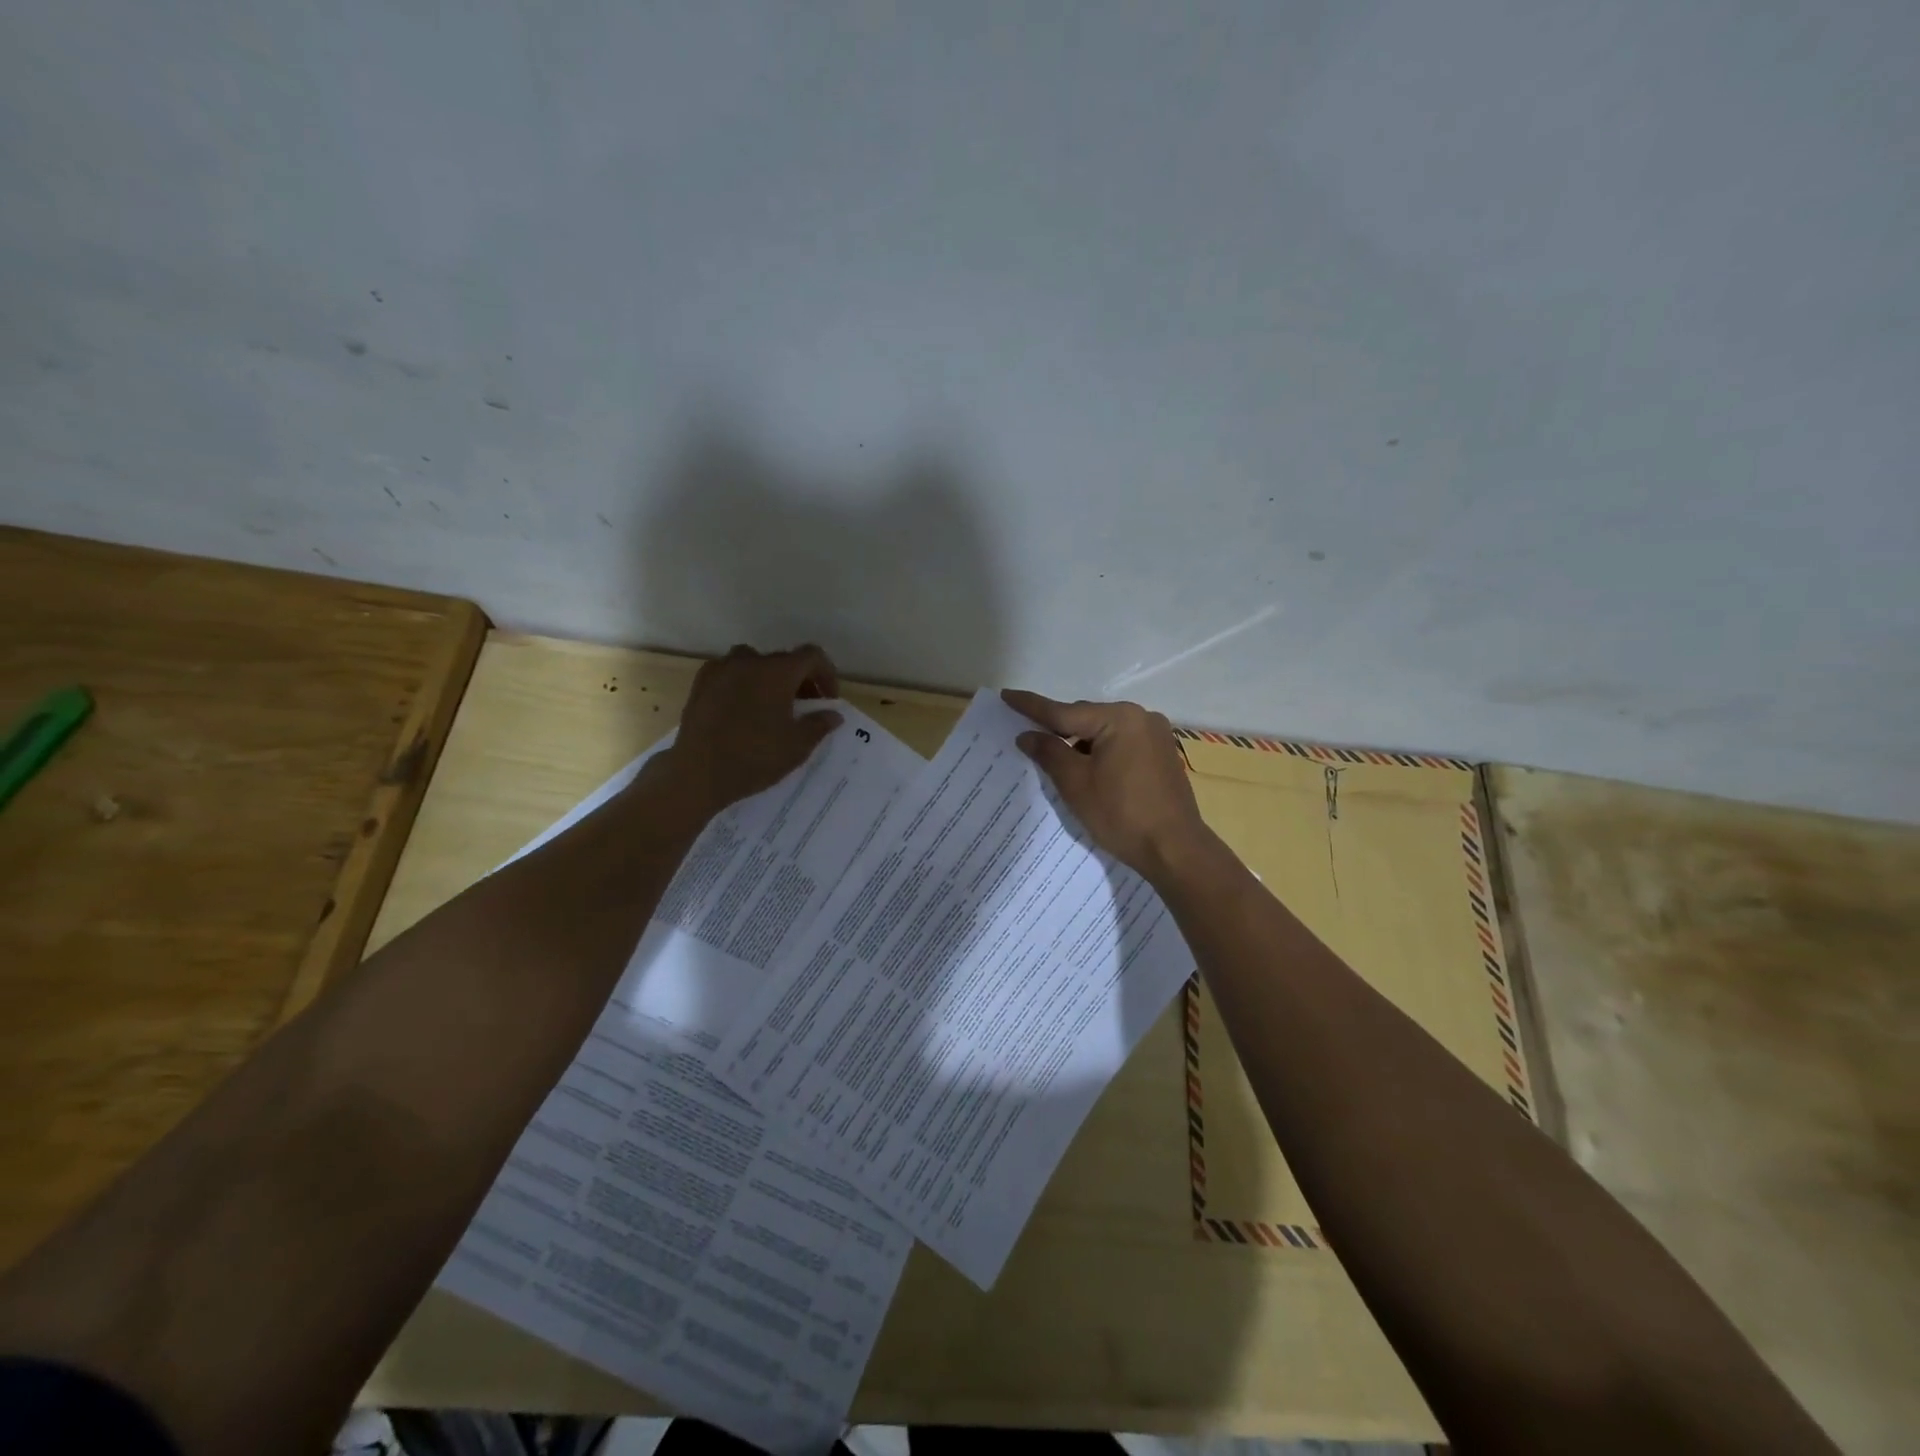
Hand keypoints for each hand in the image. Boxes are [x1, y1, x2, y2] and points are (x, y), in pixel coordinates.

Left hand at [664, 644, 841, 817]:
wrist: (698, 773)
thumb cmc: (754, 757)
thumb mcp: (797, 746)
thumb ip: (819, 724)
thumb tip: (832, 714)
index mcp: (777, 672)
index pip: (812, 656)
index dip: (826, 674)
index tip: (828, 700)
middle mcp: (749, 661)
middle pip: (783, 660)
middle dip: (799, 680)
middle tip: (804, 708)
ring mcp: (720, 670)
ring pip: (754, 664)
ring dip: (770, 680)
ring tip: (772, 707)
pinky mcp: (700, 684)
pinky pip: (730, 674)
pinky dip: (743, 684)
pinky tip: (743, 710)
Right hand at [1002, 689, 1215, 882]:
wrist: (1175, 850)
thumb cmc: (1121, 815)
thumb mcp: (1076, 784)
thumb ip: (1049, 752)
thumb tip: (1027, 735)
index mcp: (1119, 718)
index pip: (1064, 711)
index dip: (1032, 706)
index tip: (1007, 695)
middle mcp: (1141, 717)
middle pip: (1087, 718)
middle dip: (1058, 728)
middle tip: (1028, 736)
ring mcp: (1156, 735)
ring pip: (1104, 732)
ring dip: (1080, 742)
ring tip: (1055, 758)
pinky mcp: (1162, 754)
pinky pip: (1122, 744)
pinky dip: (1101, 752)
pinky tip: (1088, 769)